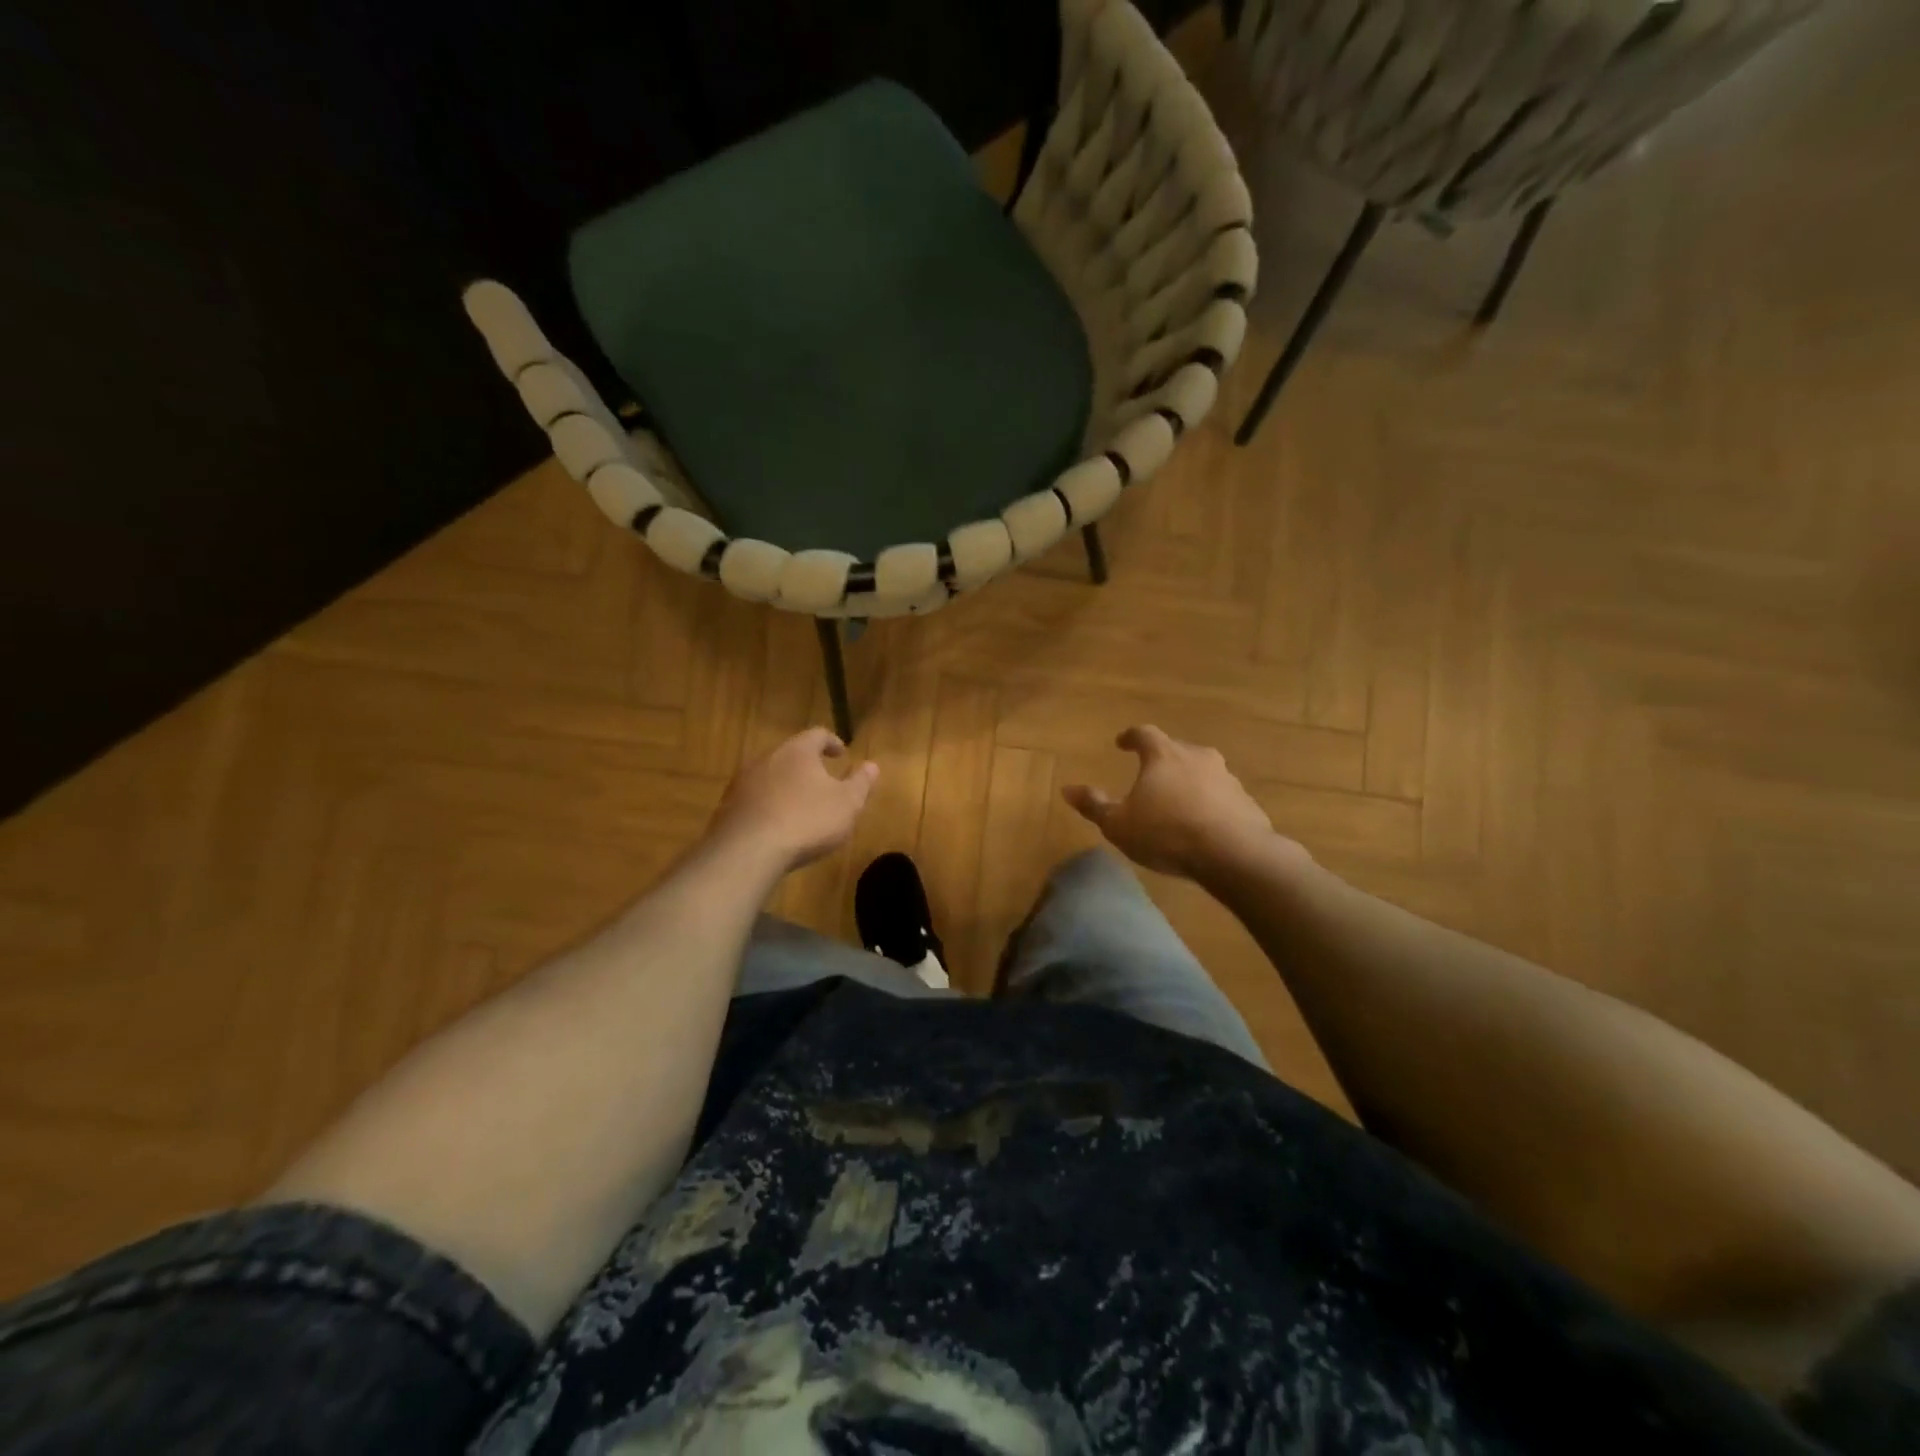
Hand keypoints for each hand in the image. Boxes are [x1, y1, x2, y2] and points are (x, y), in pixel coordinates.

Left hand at [710, 729, 878, 872]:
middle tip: (822, 779)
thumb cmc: (806, 820)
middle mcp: (767, 758)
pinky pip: (754, 798)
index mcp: (798, 751)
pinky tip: (777, 823)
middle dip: (807, 764)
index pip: (817, 734)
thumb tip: (872, 765)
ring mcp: (743, 781)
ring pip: (770, 775)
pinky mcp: (728, 806)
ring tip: (800, 804)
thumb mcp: (847, 804)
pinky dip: (769, 804)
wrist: (748, 851)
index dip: (832, 742)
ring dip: (786, 784)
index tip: (842, 754)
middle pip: (790, 753)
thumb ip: (861, 783)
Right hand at [1063, 726, 1303, 882]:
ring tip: (1178, 801)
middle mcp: (1197, 757)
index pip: (1144, 734)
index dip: (1131, 737)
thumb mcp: (1119, 824)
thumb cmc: (1166, 833)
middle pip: (1176, 749)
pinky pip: (1222, 796)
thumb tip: (1067, 789)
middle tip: (1151, 774)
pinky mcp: (1246, 802)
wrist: (1233, 854)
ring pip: (1203, 772)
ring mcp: (1227, 778)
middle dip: (1162, 759)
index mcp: (1164, 755)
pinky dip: (1210, 803)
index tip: (1122, 743)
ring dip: (1189, 781)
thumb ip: (1094, 806)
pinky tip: (1204, 824)